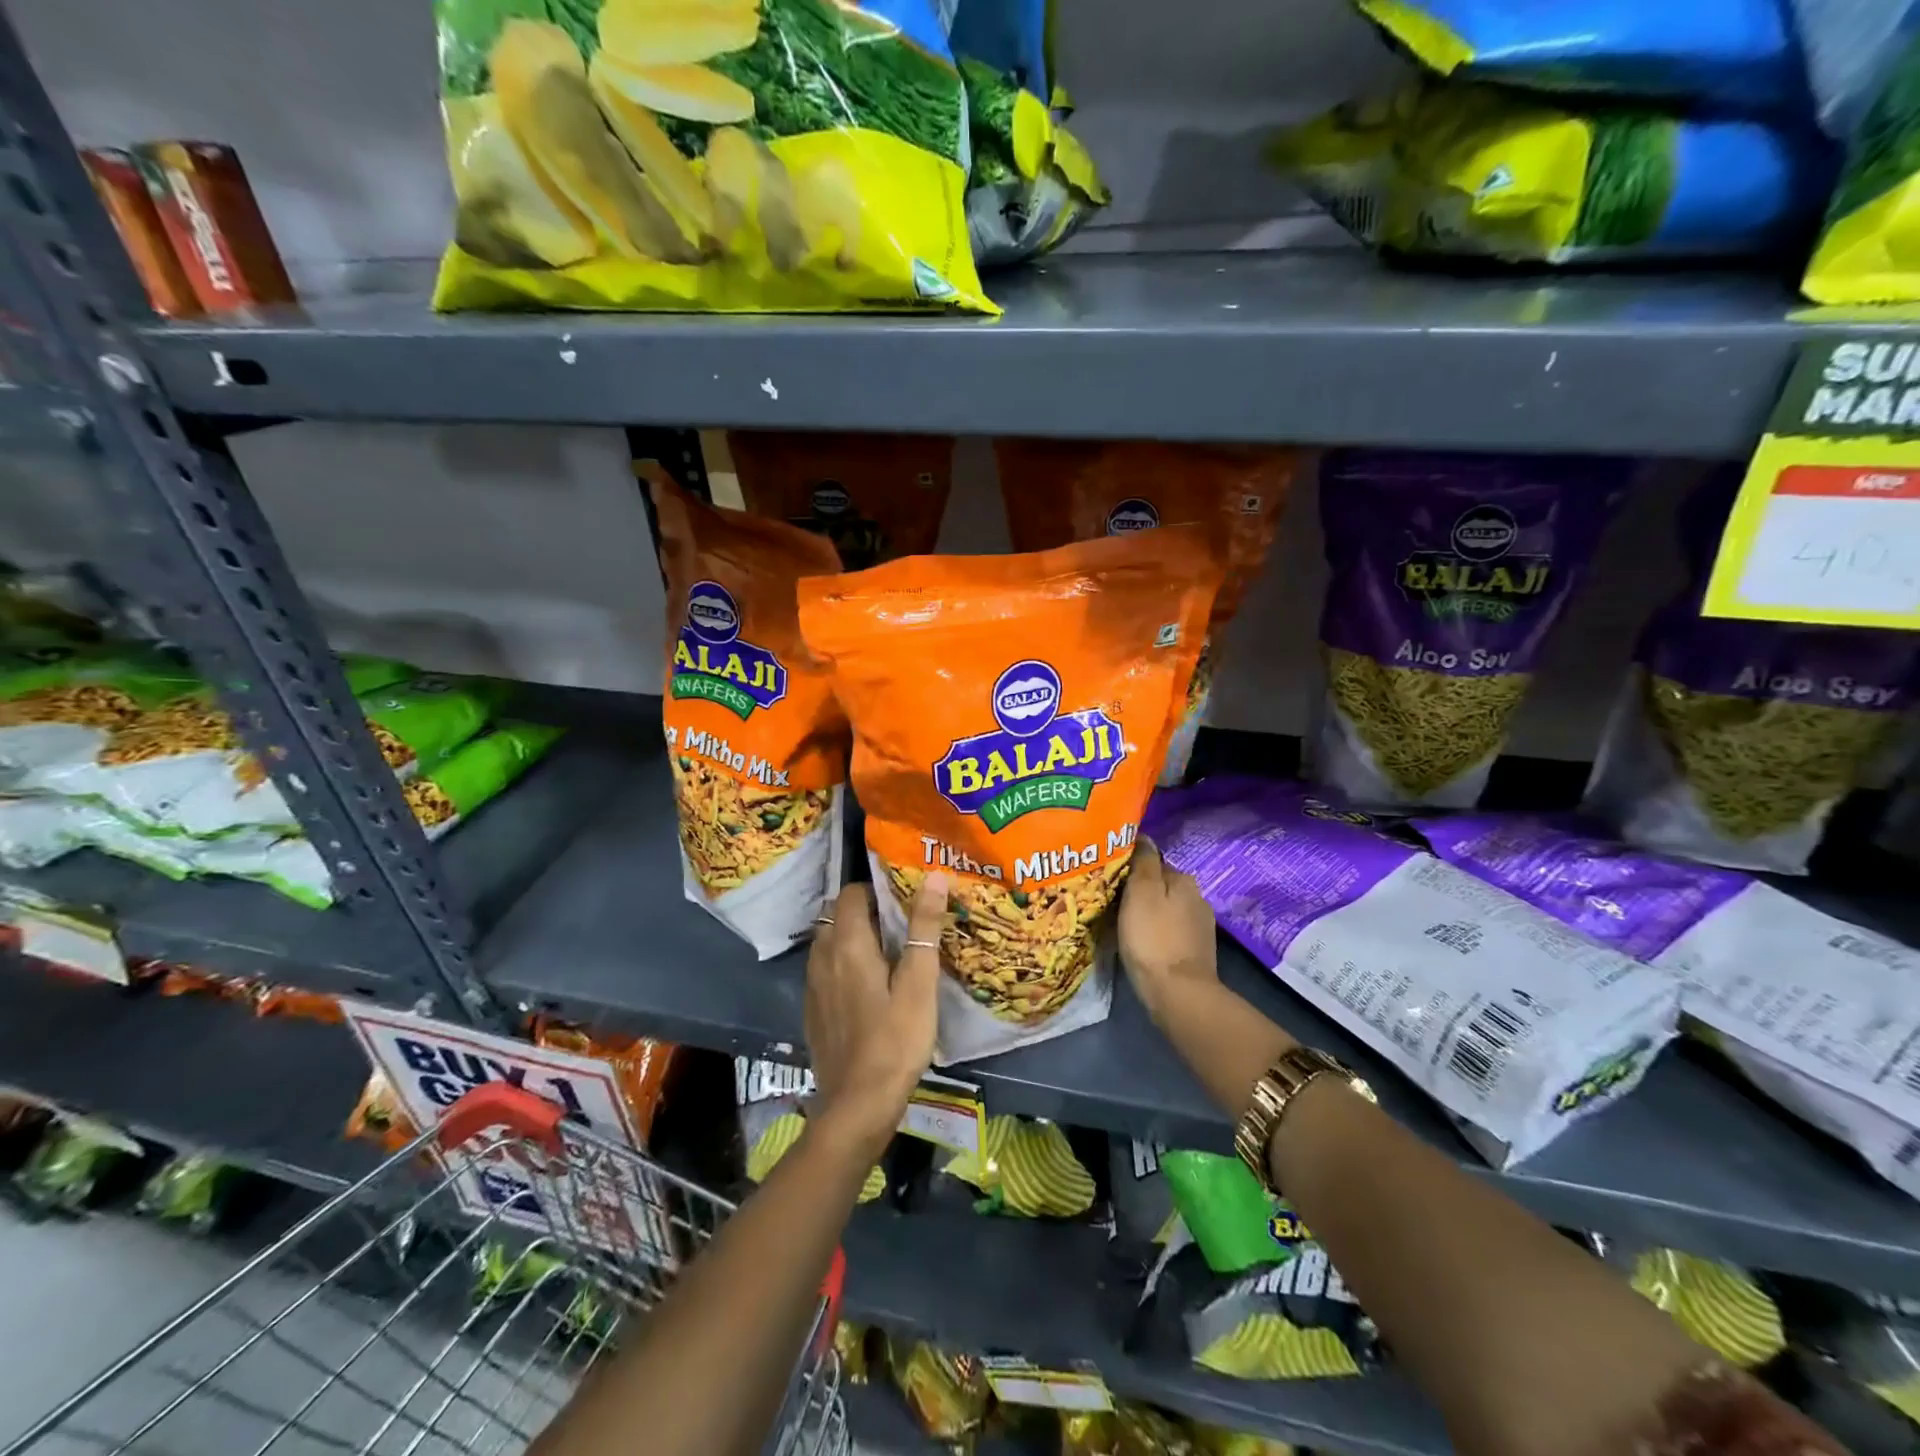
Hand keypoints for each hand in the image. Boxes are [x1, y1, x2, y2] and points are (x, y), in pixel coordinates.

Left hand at [804, 874, 948, 1162]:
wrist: (857, 1106)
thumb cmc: (895, 1040)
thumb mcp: (919, 982)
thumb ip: (924, 927)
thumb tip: (933, 876)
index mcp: (847, 943)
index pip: (851, 893)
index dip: (876, 888)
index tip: (903, 896)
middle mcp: (823, 956)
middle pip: (839, 915)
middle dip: (866, 910)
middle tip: (902, 922)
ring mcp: (813, 985)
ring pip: (830, 942)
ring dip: (854, 937)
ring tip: (888, 950)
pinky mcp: (813, 1010)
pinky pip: (826, 970)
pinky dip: (844, 963)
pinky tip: (869, 985)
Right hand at [1118, 838, 1217, 1024]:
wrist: (1178, 994)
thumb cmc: (1153, 938)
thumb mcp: (1140, 892)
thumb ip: (1143, 861)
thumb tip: (1143, 836)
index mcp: (1183, 879)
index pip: (1152, 860)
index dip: (1129, 867)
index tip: (1107, 875)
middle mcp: (1196, 897)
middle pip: (1159, 885)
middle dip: (1138, 890)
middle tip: (1108, 900)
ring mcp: (1199, 926)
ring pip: (1165, 909)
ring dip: (1147, 912)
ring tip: (1120, 922)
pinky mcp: (1195, 951)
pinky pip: (1168, 931)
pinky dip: (1155, 932)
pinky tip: (1140, 942)